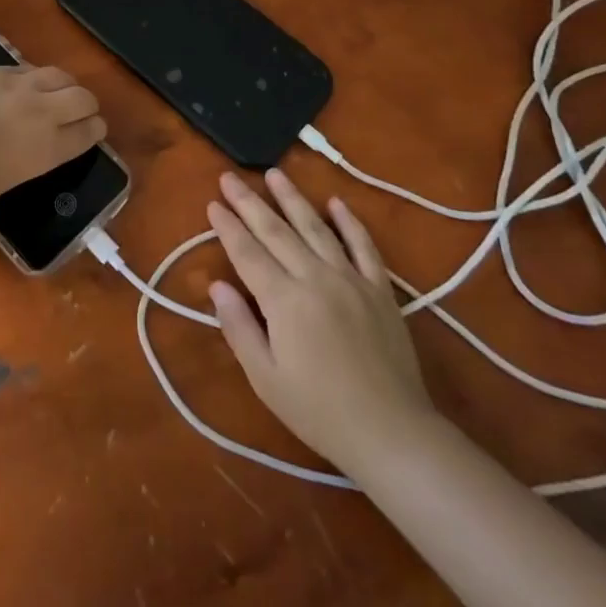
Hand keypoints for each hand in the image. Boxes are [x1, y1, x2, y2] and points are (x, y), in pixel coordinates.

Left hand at [0, 65, 105, 240]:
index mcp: (48, 149)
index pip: (87, 134)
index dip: (95, 131)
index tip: (95, 130)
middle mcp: (42, 113)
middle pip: (83, 98)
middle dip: (87, 104)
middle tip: (82, 111)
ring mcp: (19, 86)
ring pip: (58, 75)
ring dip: (64, 83)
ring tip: (59, 89)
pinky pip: (24, 67)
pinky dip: (30, 75)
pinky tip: (20, 82)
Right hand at [207, 169, 434, 473]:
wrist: (392, 434)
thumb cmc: (319, 412)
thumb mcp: (266, 378)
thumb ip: (239, 327)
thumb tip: (216, 284)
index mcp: (284, 300)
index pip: (247, 252)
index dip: (227, 226)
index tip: (213, 203)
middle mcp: (315, 277)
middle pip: (275, 231)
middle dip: (249, 202)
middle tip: (230, 177)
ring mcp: (351, 279)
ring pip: (315, 227)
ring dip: (292, 198)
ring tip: (274, 173)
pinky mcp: (380, 289)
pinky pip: (363, 246)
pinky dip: (349, 222)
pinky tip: (336, 202)